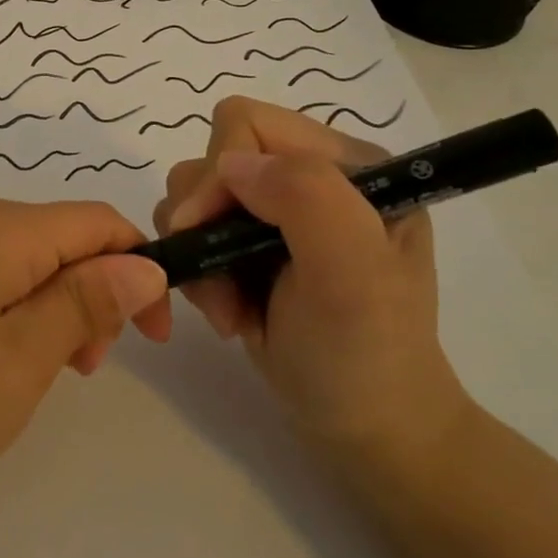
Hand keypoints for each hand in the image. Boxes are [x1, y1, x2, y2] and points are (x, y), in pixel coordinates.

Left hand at [0, 194, 169, 499]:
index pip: (98, 222)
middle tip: (83, 368)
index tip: (154, 337)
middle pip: (62, 236)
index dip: (139, 269)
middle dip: (93, 292)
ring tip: (43, 371)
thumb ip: (86, 303)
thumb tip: (144, 264)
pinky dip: (15, 302)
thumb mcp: (19, 361)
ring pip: (27, 254)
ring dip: (55, 303)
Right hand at [154, 96, 472, 472]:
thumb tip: (230, 165)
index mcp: (346, 164)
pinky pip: (190, 234)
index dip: (220, 174)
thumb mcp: (353, 276)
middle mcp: (307, 178)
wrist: (366, 432)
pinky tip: (229, 312)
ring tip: (229, 308)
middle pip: (212, 158)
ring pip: (191, 197)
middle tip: (223, 284)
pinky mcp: (246, 247)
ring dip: (198, 256)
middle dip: (203, 222)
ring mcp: (274, 214)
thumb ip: (305, 198)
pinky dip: (198, 274)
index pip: (248, 125)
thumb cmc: (366, 355)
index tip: (210, 232)